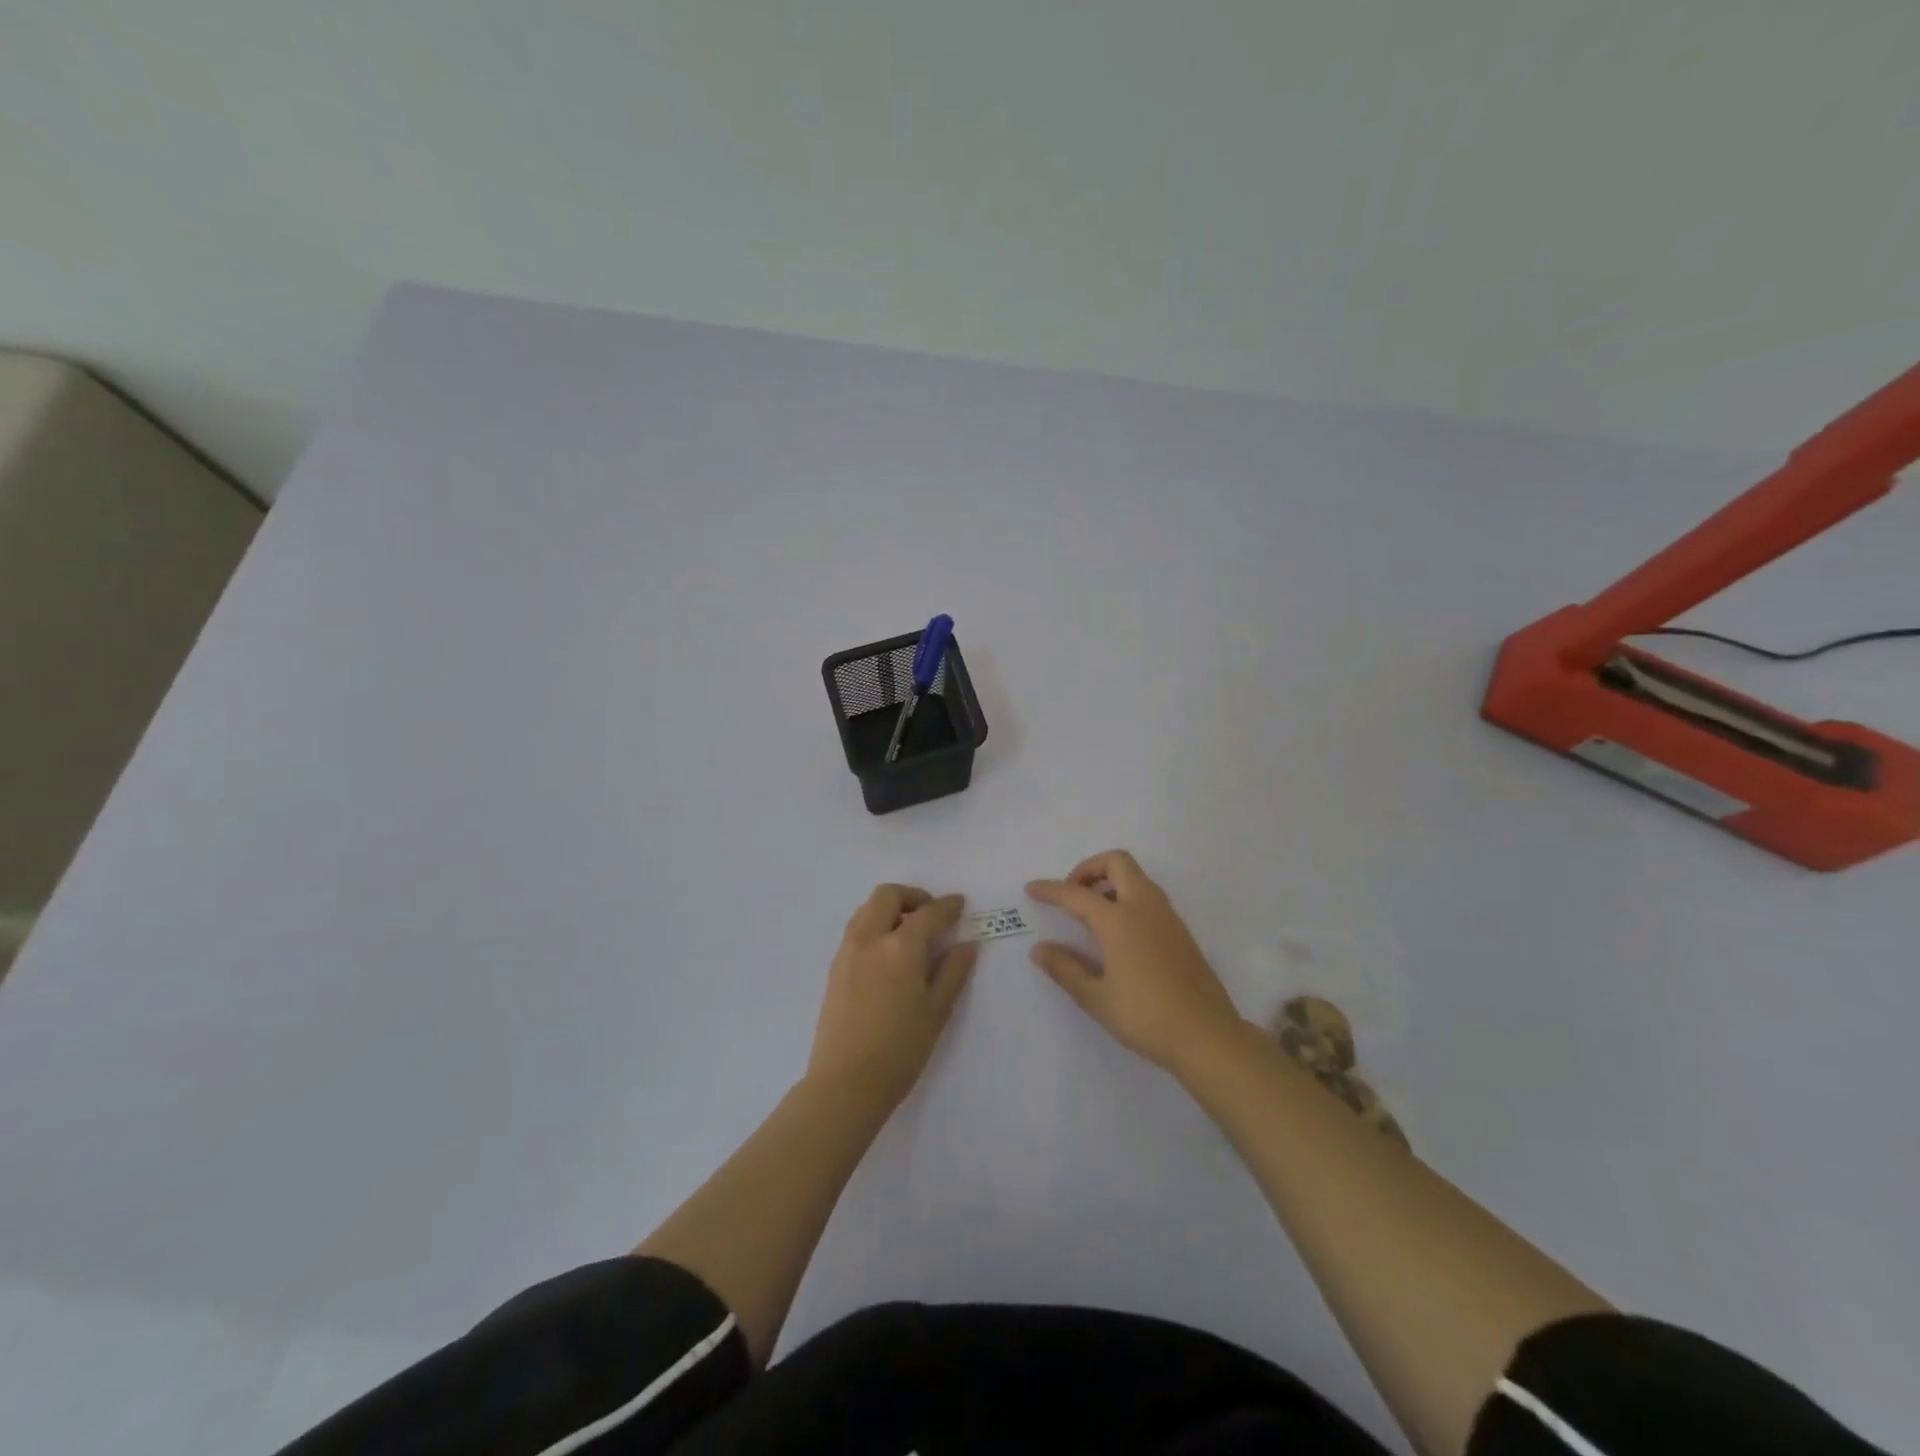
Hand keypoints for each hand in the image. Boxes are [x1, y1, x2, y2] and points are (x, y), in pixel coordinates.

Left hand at [807, 885, 977, 1107]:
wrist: (845, 1084)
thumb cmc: (900, 1049)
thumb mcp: (937, 1011)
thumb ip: (953, 972)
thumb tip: (966, 944)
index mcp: (900, 947)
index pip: (928, 913)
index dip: (947, 906)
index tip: (959, 903)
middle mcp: (870, 939)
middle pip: (887, 896)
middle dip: (912, 896)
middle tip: (930, 913)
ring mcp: (847, 952)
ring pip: (867, 909)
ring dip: (890, 908)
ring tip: (909, 931)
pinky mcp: (834, 968)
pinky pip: (856, 930)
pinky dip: (874, 925)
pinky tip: (888, 953)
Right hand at [1027, 851, 1244, 1072]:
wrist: (1208, 1036)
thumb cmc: (1145, 1016)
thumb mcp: (1096, 998)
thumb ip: (1065, 969)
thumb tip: (1040, 949)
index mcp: (1119, 920)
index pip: (1076, 894)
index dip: (1050, 890)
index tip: (1031, 889)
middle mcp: (1144, 907)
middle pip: (1117, 862)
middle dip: (1089, 869)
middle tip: (1072, 894)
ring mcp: (1167, 917)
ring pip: (1136, 877)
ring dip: (1110, 881)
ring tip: (1091, 913)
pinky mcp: (1181, 932)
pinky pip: (1149, 896)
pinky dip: (1128, 897)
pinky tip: (1118, 933)